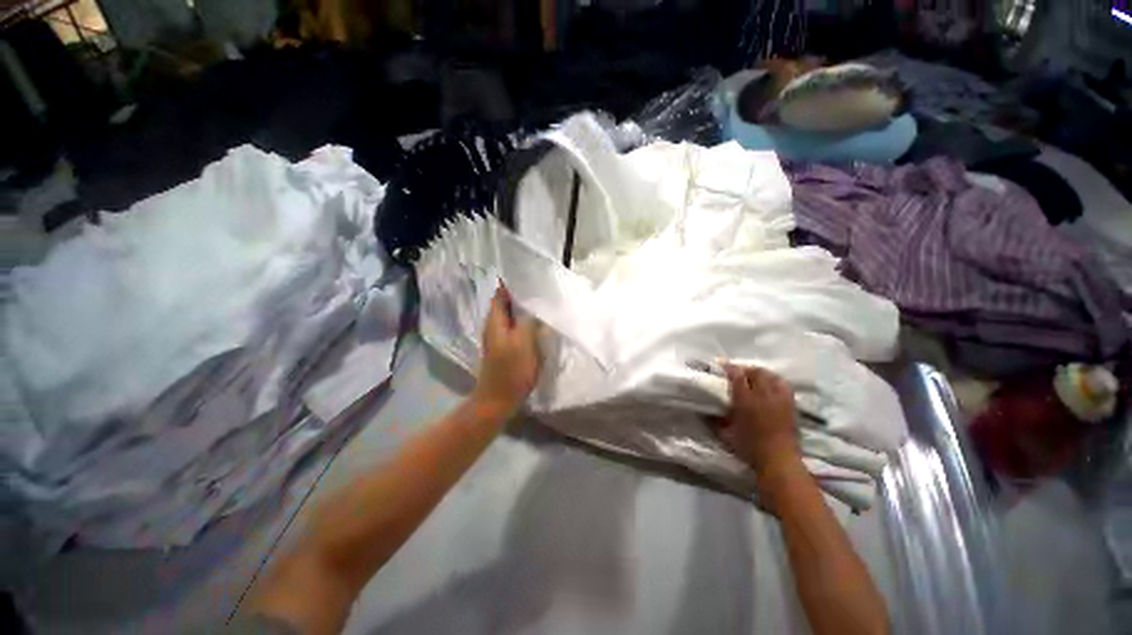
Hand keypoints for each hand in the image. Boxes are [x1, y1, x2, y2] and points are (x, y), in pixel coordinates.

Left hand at [471, 284, 541, 418]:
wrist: (499, 400)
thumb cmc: (511, 370)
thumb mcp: (523, 342)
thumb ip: (527, 320)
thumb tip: (534, 303)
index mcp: (495, 320)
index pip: (501, 292)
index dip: (514, 282)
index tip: (532, 276)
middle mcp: (495, 325)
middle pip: (507, 302)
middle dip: (523, 294)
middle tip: (543, 289)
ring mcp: (500, 336)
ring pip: (513, 315)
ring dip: (525, 308)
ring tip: (544, 303)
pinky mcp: (507, 347)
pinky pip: (516, 327)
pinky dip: (526, 321)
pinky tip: (539, 323)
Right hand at [715, 364, 800, 478]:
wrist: (779, 461)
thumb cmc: (749, 448)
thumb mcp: (726, 435)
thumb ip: (715, 421)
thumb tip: (704, 412)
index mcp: (745, 401)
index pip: (737, 375)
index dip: (729, 368)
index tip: (721, 365)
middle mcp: (763, 395)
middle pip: (755, 372)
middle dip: (745, 369)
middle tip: (737, 373)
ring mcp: (779, 399)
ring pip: (770, 376)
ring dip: (760, 373)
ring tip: (753, 377)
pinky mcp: (791, 405)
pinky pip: (783, 385)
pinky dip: (775, 381)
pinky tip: (771, 385)